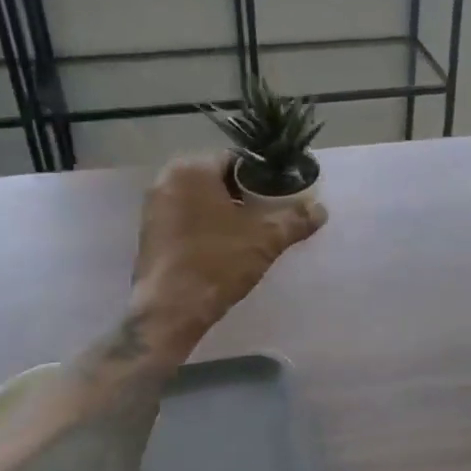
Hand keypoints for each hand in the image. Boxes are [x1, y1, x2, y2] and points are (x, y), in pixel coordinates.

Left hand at [131, 155, 326, 347]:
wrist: (171, 310)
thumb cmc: (217, 263)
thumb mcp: (265, 239)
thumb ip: (295, 220)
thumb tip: (320, 210)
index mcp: (191, 169)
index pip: (237, 160)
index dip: (265, 176)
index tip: (283, 195)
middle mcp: (166, 180)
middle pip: (218, 179)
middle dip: (247, 195)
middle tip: (272, 215)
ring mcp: (154, 208)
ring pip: (202, 200)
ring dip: (227, 212)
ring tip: (254, 233)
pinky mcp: (150, 234)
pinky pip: (187, 219)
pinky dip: (208, 227)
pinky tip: (226, 247)